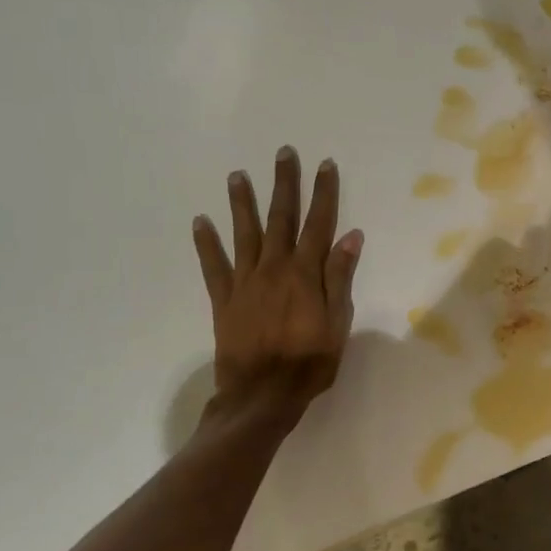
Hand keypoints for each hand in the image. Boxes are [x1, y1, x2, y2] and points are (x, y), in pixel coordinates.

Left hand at [192, 146, 362, 437]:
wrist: (261, 397)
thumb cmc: (309, 363)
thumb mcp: (338, 323)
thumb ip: (340, 277)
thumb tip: (350, 236)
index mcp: (305, 274)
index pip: (318, 224)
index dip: (323, 193)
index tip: (325, 165)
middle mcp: (274, 268)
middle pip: (281, 218)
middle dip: (284, 184)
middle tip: (283, 153)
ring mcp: (245, 282)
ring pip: (244, 234)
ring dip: (242, 203)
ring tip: (237, 175)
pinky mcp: (224, 300)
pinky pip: (213, 266)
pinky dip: (206, 243)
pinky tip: (200, 222)